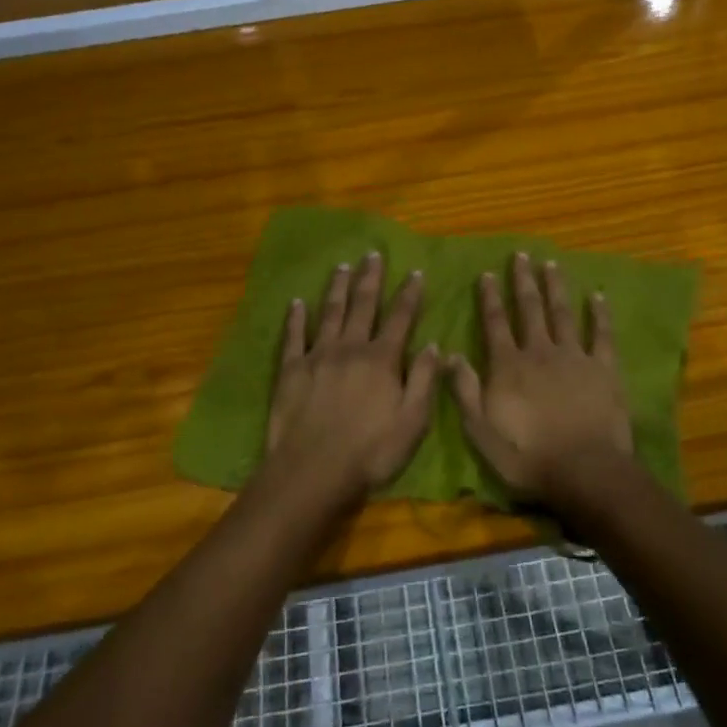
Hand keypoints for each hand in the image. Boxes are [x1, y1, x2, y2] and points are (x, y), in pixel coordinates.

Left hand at [265, 252, 438, 496]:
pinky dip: (295, 317)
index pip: (400, 319)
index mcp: (382, 360)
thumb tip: (435, 345)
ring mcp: (318, 356)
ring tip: (342, 266)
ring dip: (337, 288)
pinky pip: (294, 336)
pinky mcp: (291, 369)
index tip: (414, 272)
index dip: (409, 294)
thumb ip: (425, 381)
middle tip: (372, 254)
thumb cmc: (370, 452)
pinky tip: (296, 302)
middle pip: (362, 305)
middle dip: (370, 278)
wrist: (312, 472)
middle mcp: (350, 348)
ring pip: (329, 313)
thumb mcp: (413, 422)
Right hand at [446, 253, 633, 506]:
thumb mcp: (481, 432)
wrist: (584, 472)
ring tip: (551, 264)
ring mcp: (574, 357)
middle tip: (521, 255)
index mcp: (508, 366)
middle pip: (530, 309)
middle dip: (523, 281)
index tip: (487, 273)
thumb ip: (465, 391)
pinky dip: (600, 314)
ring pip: (562, 313)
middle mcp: (539, 352)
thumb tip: (450, 354)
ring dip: (555, 287)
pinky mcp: (604, 369)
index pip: (495, 323)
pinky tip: (598, 295)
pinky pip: (602, 334)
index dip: (490, 297)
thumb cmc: (527, 457)